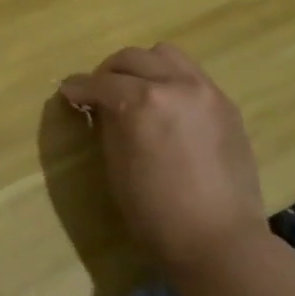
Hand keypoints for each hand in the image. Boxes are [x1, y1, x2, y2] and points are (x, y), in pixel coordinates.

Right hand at [59, 45, 267, 287]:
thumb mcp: (117, 168)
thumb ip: (109, 126)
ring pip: (165, 55)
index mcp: (142, 103)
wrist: (219, 240)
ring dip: (143, 67)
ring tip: (135, 91)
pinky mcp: (226, 104)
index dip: (79, 88)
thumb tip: (102, 107)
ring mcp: (206, 91)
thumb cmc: (156, 214)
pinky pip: (191, 75)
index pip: (101, 83)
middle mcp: (176, 85)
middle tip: (99, 93)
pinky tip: (166, 107)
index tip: (68, 92)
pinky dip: (171, 80)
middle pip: (132, 58)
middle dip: (108, 72)